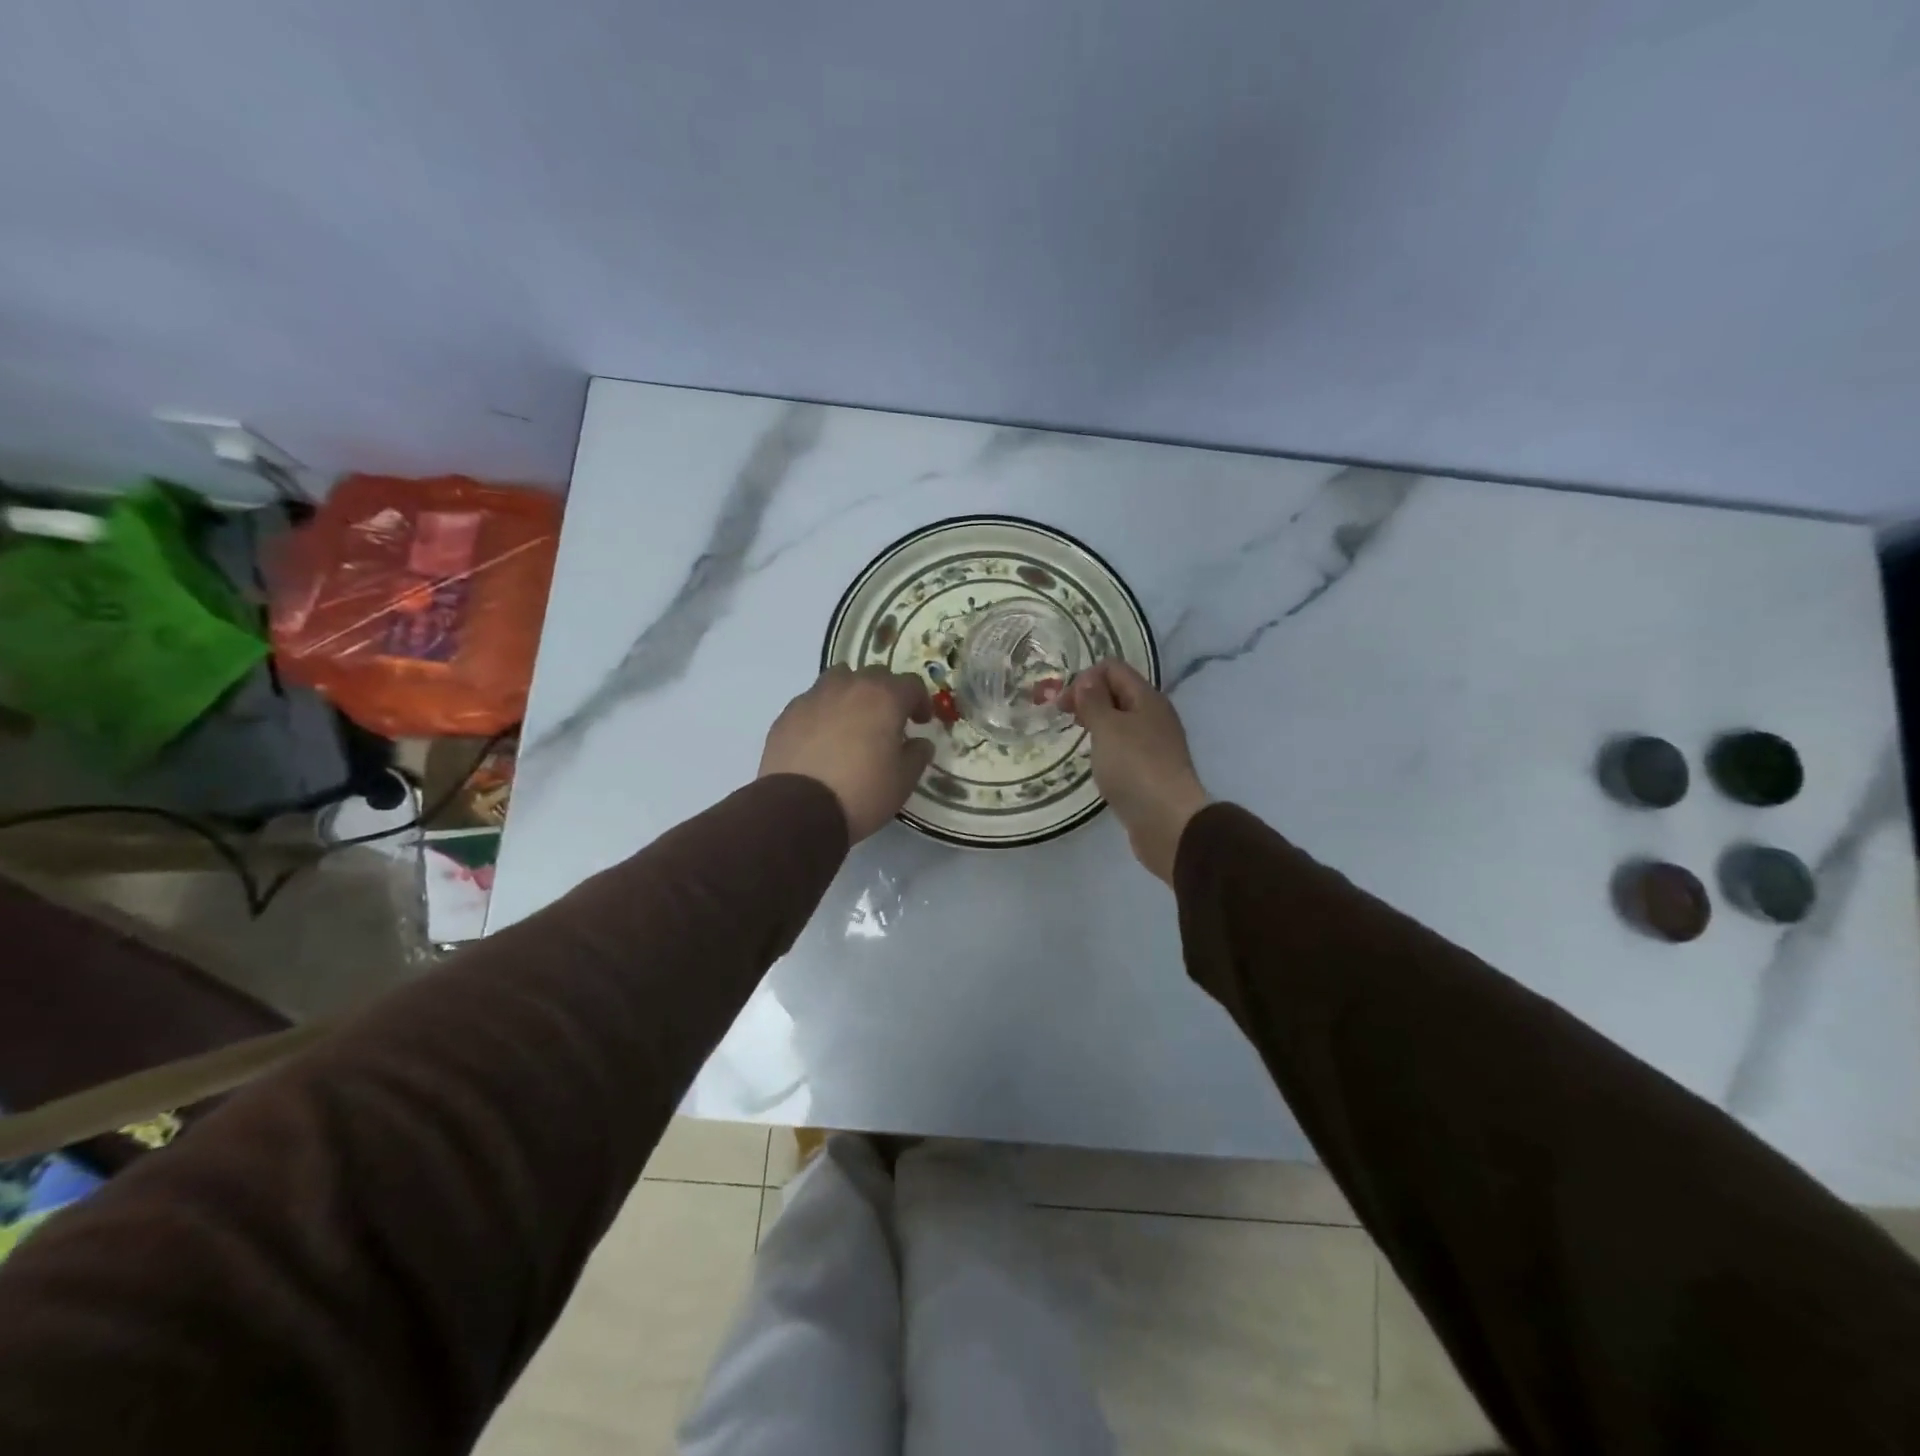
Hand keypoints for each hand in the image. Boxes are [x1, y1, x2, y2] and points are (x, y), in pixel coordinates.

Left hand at [759, 666, 935, 841]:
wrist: (798, 809)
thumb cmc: (862, 792)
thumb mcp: (903, 781)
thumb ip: (917, 755)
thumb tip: (920, 743)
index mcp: (884, 698)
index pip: (911, 684)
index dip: (920, 702)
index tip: (920, 722)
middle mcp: (849, 686)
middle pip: (874, 675)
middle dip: (886, 694)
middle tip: (888, 722)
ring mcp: (814, 696)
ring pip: (839, 680)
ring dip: (852, 694)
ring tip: (853, 722)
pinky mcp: (788, 713)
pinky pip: (813, 701)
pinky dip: (824, 711)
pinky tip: (822, 738)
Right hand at [1066, 660, 1210, 882]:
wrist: (1168, 821)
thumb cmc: (1134, 767)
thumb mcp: (1107, 728)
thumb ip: (1093, 701)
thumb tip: (1087, 680)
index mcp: (1147, 698)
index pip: (1113, 668)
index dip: (1085, 678)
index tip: (1063, 704)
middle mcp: (1154, 715)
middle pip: (1118, 692)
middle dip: (1089, 699)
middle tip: (1065, 719)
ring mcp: (1155, 744)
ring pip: (1121, 721)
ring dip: (1097, 724)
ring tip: (1079, 740)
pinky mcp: (1151, 770)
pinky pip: (1125, 746)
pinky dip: (1107, 747)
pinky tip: (1097, 763)